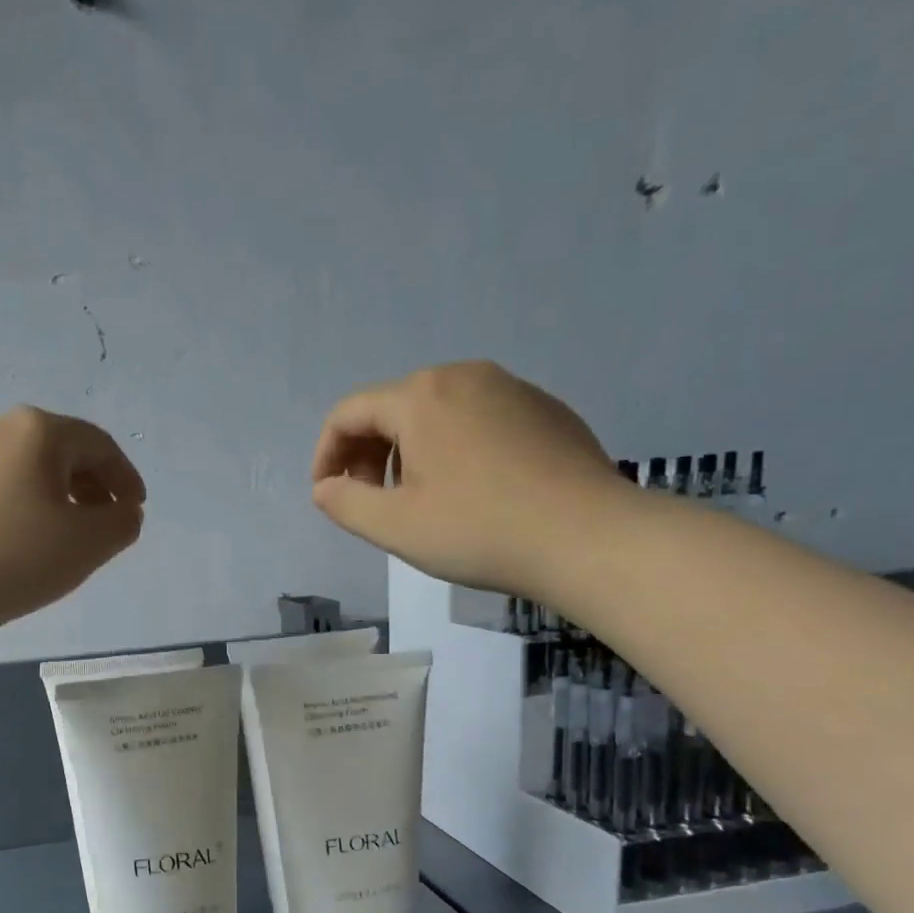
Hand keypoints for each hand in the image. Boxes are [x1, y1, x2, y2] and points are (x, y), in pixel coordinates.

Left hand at [0, 406, 144, 634]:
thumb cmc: (17, 557)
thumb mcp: (90, 543)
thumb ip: (123, 522)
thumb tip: (123, 511)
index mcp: (38, 431)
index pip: (99, 446)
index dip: (126, 478)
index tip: (136, 510)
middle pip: (62, 451)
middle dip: (93, 485)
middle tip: (105, 522)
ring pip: (29, 470)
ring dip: (59, 497)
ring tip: (68, 536)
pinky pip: (1, 487)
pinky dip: (26, 506)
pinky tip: (24, 542)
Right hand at [310, 361, 627, 598]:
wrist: (588, 537)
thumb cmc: (478, 530)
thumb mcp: (394, 526)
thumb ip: (344, 503)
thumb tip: (325, 488)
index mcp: (421, 397)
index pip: (349, 412)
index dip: (326, 454)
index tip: (327, 495)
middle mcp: (464, 376)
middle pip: (393, 407)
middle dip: (367, 454)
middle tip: (370, 502)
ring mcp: (511, 388)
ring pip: (436, 413)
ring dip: (408, 452)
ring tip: (416, 500)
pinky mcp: (545, 410)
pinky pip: (477, 419)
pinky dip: (452, 449)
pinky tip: (469, 492)